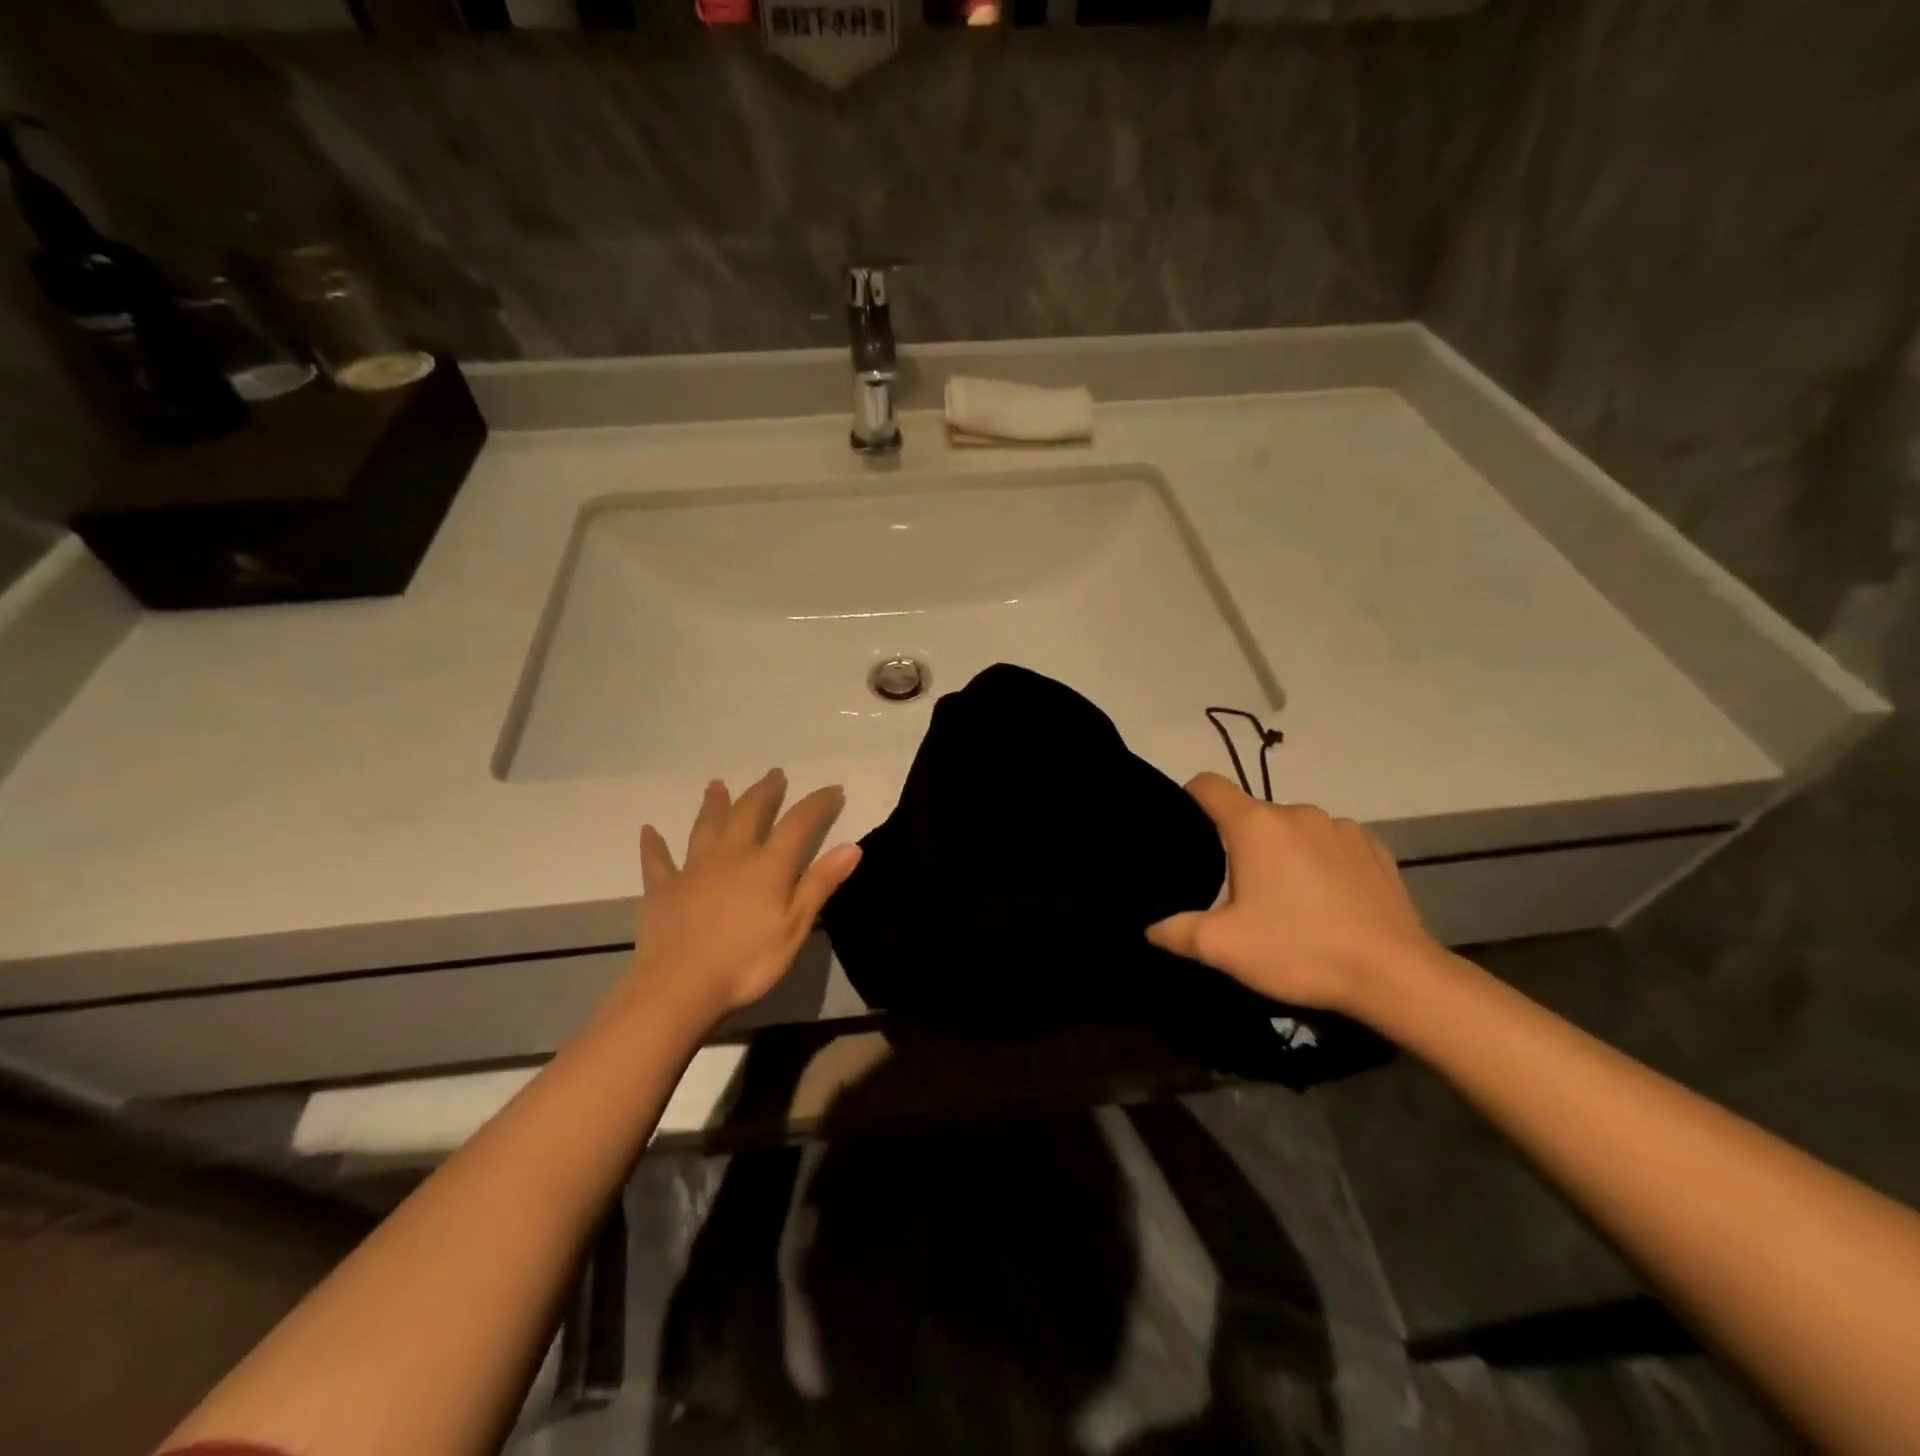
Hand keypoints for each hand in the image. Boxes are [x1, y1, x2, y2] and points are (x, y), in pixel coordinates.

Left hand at [621, 770, 860, 1028]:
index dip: (817, 803)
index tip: (832, 788)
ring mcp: (692, 869)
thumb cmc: (747, 962)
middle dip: (764, 792)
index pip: (798, 823)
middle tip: (774, 774)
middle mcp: (731, 855)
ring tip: (717, 785)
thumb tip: (852, 846)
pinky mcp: (662, 889)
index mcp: (768, 865)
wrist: (679, 987)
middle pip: (750, 813)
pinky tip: (648, 831)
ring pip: (706, 827)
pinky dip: (653, 845)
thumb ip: (821, 884)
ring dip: (714, 804)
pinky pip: (657, 861)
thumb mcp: (795, 926)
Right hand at [1146, 773, 1443, 1017]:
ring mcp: (1341, 828)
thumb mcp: (1224, 948)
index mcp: (1255, 824)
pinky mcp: (1375, 849)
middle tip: (1236, 891)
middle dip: (1238, 842)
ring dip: (1281, 852)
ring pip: (1292, 829)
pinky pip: (1331, 844)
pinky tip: (1327, 900)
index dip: (1188, 799)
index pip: (1208, 785)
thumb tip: (1151, 928)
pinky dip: (1320, 861)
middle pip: (1251, 813)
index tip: (1184, 829)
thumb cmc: (1300, 949)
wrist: (1395, 975)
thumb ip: (1178, 932)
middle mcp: (1297, 812)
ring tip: (1286, 898)